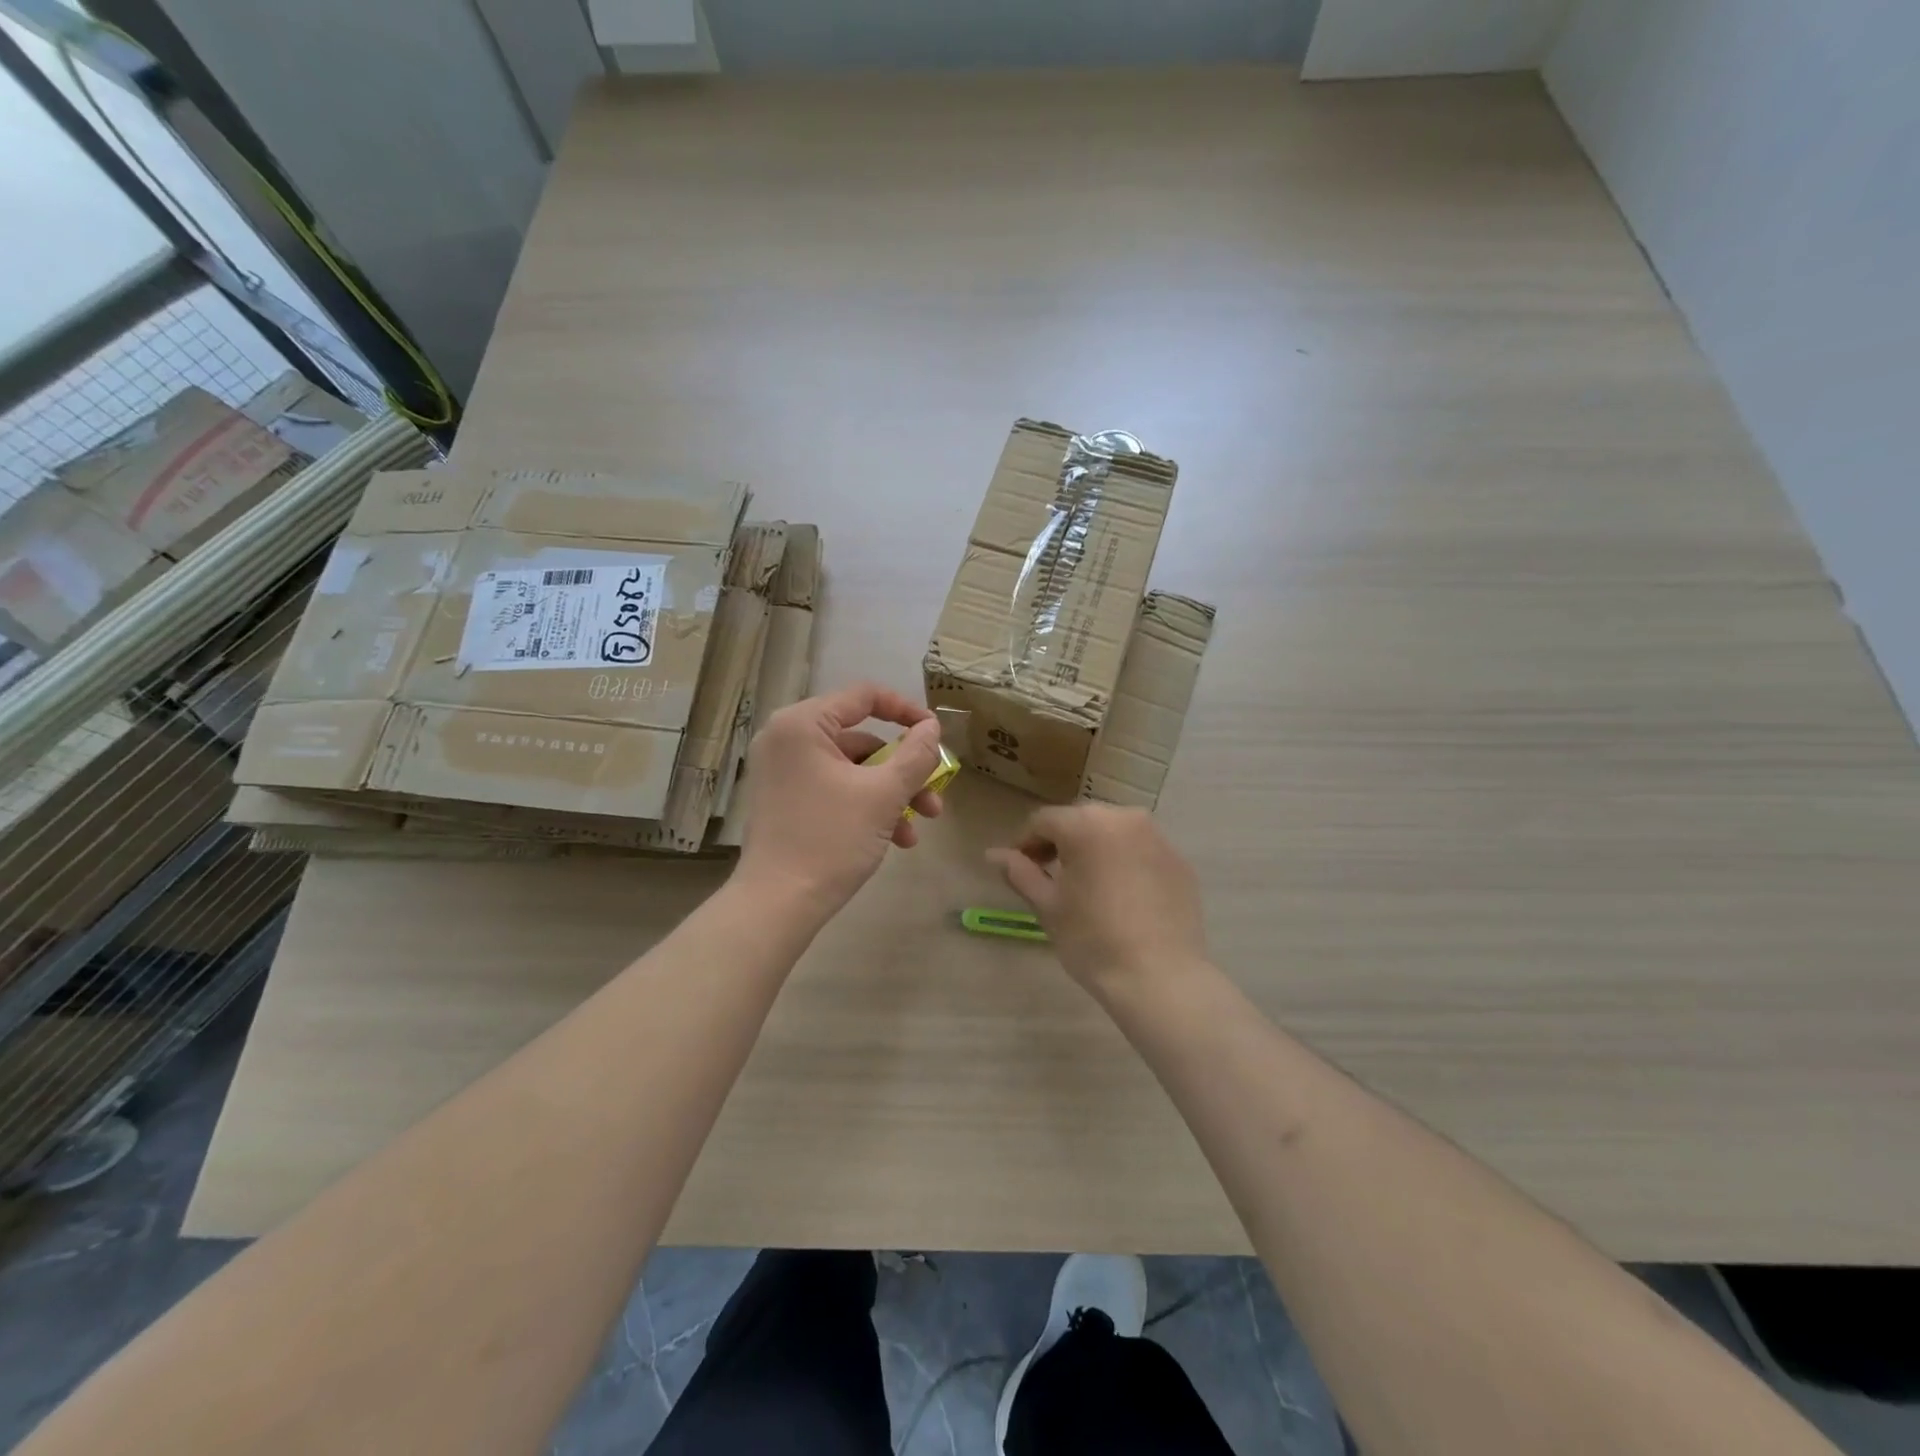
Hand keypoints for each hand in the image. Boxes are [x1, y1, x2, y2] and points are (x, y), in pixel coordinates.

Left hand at [738, 683, 945, 920]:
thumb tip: (932, 728)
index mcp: (802, 724)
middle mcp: (786, 739)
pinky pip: (834, 789)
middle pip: (861, 739)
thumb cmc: (830, 839)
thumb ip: (915, 755)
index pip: (863, 696)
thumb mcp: (884, 795)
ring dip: (890, 795)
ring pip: (852, 770)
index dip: (906, 711)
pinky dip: (865, 807)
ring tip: (917, 830)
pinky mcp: (785, 800)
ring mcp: (783, 772)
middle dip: (904, 771)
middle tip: (933, 796)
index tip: (935, 734)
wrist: (777, 905)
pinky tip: (895, 839)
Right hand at [986, 805, 1207, 997]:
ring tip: (1085, 884)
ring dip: (1093, 848)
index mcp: (1086, 824)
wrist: (1160, 978)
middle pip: (1080, 820)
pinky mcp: (1178, 861)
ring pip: (1113, 832)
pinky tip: (1120, 895)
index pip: (1043, 821)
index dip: (1024, 843)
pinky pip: (1140, 850)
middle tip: (1048, 875)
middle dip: (1060, 842)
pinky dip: (1124, 861)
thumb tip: (994, 854)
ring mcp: (1157, 837)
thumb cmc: (1092, 940)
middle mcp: (1124, 818)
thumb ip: (1020, 872)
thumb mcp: (1048, 906)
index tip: (1017, 869)